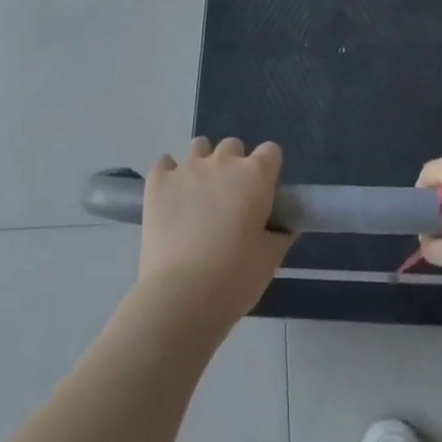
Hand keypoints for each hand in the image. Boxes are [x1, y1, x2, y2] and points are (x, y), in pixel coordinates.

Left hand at [137, 137, 292, 326]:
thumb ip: (279, 234)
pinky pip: (164, 162)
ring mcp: (187, 168)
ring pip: (199, 146)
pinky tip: (171, 195)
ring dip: (203, 163)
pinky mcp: (158, 181)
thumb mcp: (270, 259)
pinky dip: (169, 174)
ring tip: (199, 194)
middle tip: (230, 199)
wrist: (181, 295)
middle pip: (233, 146)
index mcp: (255, 176)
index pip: (271, 151)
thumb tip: (283, 225)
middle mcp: (222, 162)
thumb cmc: (235, 278)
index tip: (264, 193)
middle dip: (234, 165)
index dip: (269, 170)